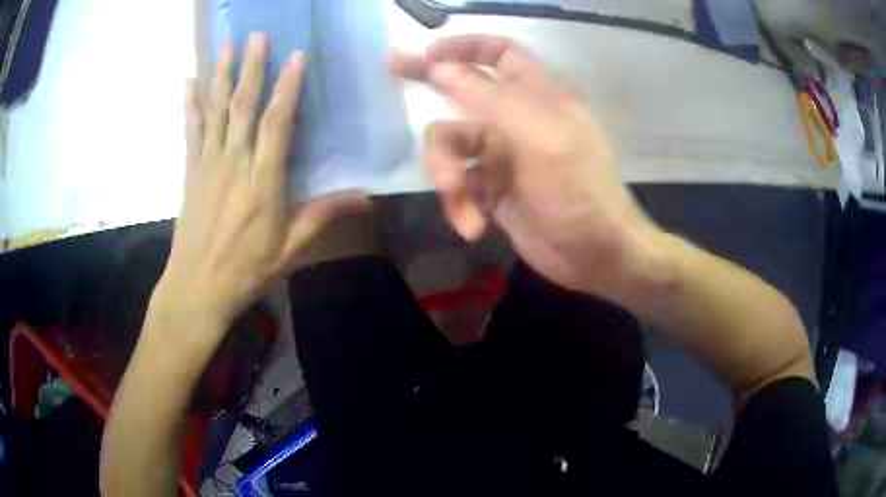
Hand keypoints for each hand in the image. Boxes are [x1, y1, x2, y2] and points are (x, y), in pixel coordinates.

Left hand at [154, 33, 365, 341]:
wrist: (197, 288)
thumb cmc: (246, 271)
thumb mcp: (290, 251)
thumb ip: (322, 217)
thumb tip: (366, 199)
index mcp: (262, 183)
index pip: (276, 124)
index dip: (287, 88)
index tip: (295, 57)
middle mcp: (234, 164)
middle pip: (242, 106)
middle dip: (251, 66)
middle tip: (257, 34)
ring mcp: (208, 165)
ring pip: (215, 111)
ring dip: (220, 75)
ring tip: (224, 45)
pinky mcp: (190, 172)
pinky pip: (191, 131)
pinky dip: (191, 105)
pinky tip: (189, 82)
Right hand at [389, 35, 663, 299]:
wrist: (594, 255)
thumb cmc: (580, 191)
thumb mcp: (540, 136)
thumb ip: (489, 98)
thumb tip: (440, 68)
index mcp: (537, 96)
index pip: (500, 55)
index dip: (466, 47)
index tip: (429, 53)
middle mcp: (516, 119)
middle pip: (462, 92)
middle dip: (429, 85)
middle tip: (390, 68)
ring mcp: (502, 156)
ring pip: (451, 147)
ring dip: (447, 175)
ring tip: (461, 202)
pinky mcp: (491, 191)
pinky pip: (458, 187)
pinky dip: (459, 206)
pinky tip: (474, 227)